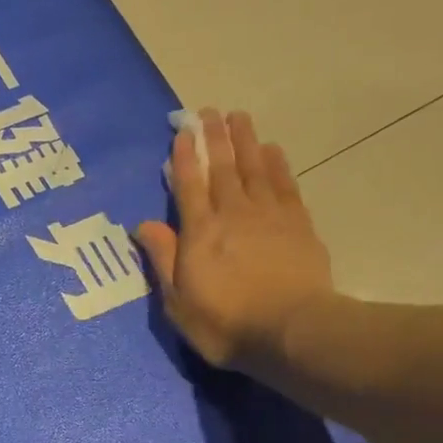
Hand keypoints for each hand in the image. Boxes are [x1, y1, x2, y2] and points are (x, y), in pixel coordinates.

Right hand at [135, 108, 340, 376]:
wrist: (292, 331)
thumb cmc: (226, 324)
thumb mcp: (179, 303)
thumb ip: (163, 260)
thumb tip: (143, 225)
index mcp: (200, 233)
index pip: (189, 186)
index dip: (185, 157)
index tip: (183, 132)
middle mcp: (233, 214)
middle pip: (223, 167)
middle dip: (215, 138)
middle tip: (210, 112)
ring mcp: (269, 216)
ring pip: (254, 168)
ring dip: (245, 140)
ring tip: (238, 117)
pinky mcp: (298, 224)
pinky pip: (284, 184)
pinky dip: (277, 164)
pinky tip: (272, 150)